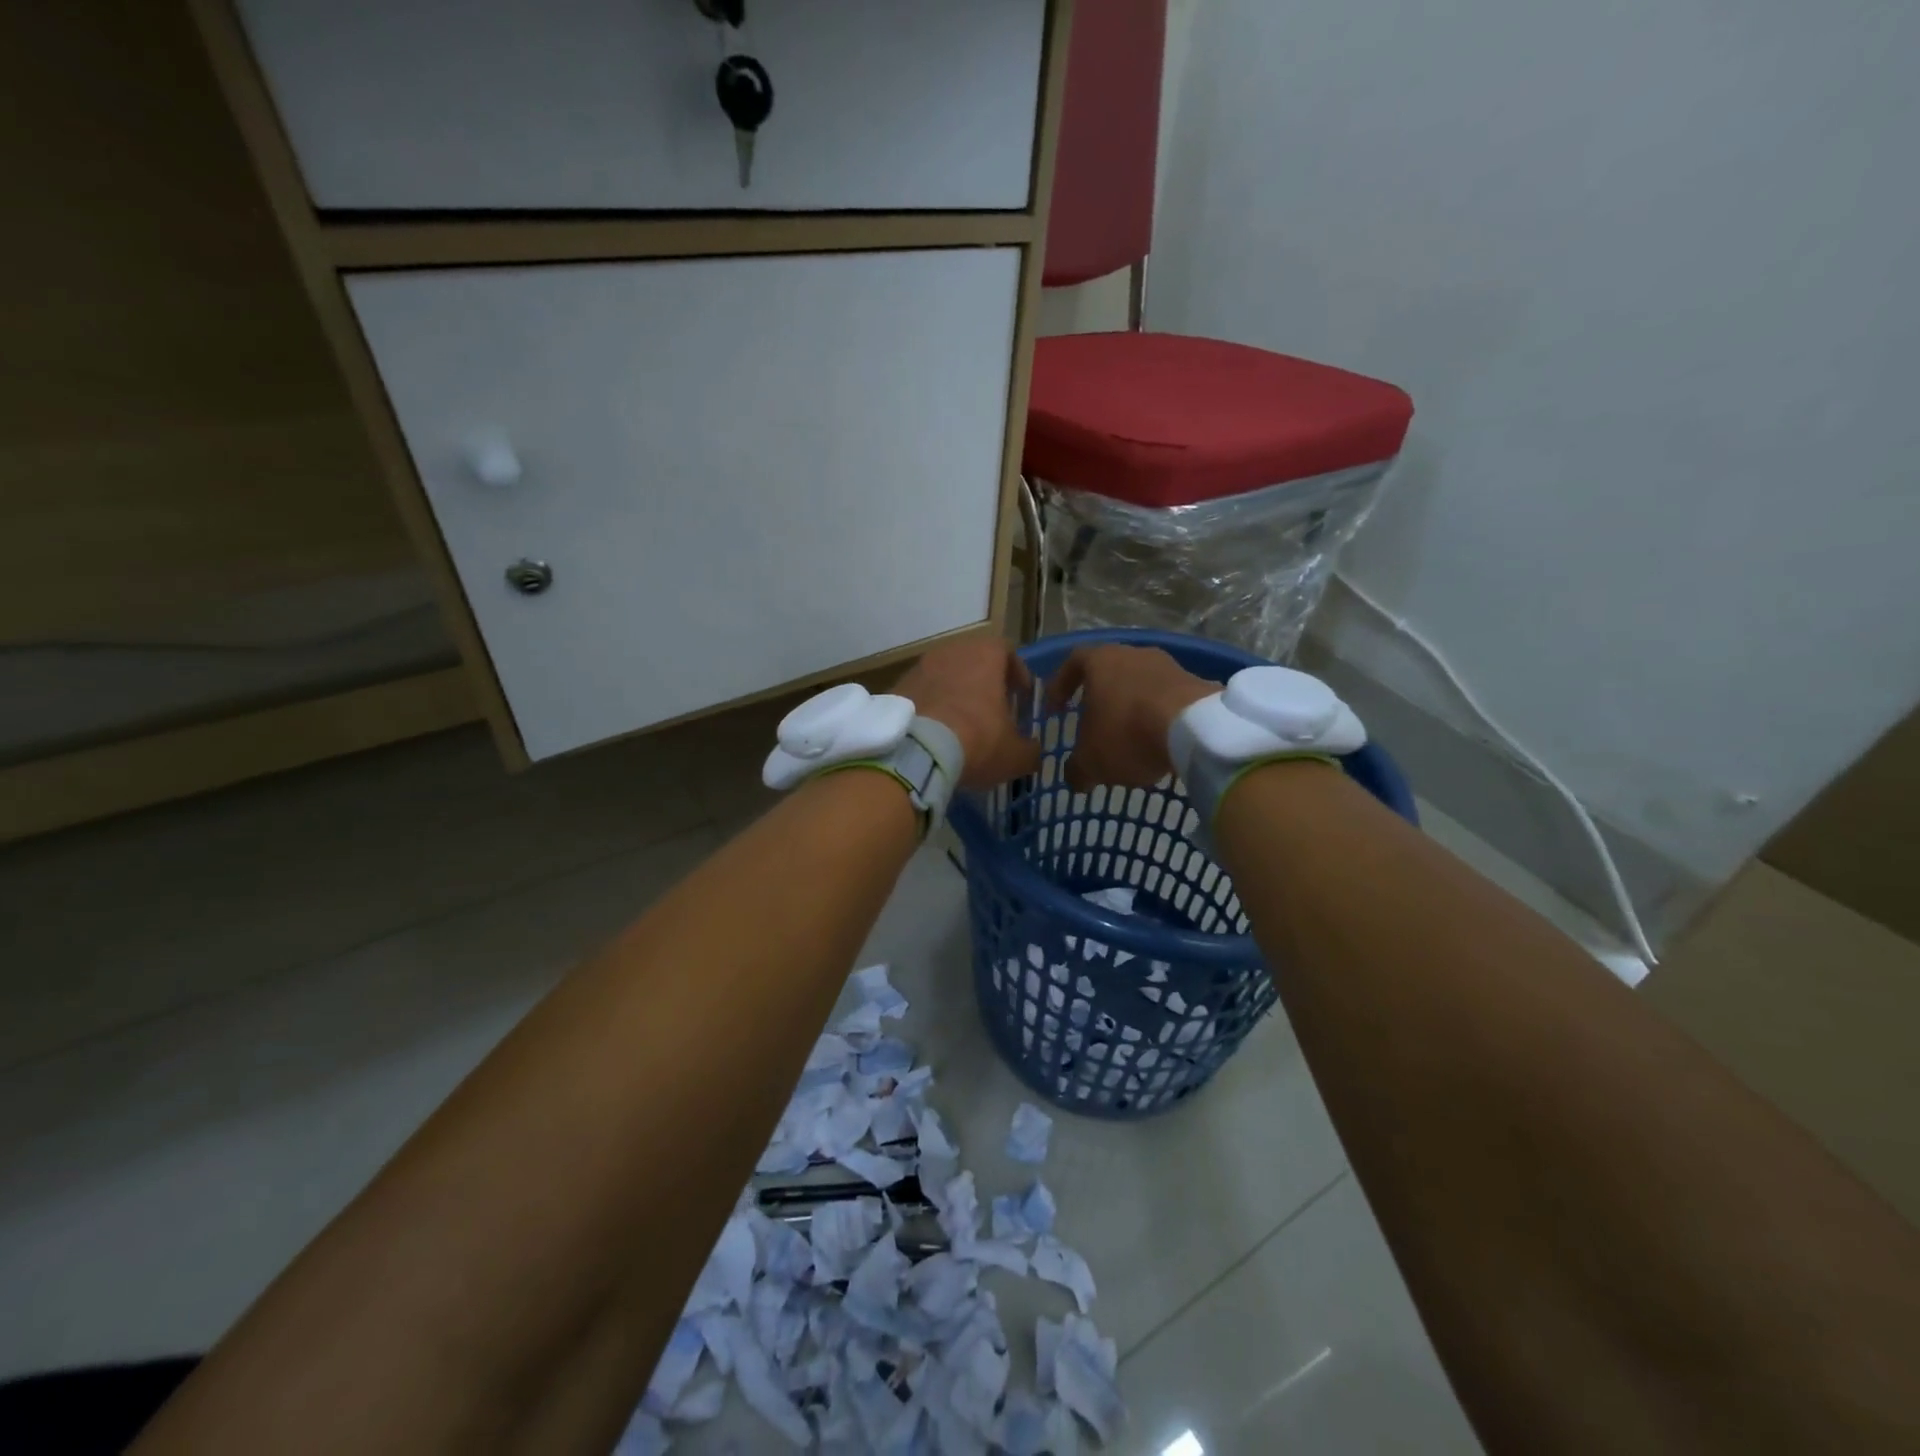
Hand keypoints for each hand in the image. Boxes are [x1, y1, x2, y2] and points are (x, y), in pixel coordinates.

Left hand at [894, 636, 1041, 788]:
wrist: (915, 752)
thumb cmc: (976, 741)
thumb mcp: (1015, 754)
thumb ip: (1029, 749)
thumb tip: (1031, 751)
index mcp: (985, 655)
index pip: (1007, 652)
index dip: (1017, 674)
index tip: (1021, 697)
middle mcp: (951, 651)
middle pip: (974, 661)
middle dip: (985, 684)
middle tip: (993, 710)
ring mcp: (919, 667)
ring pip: (945, 675)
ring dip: (956, 694)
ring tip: (962, 724)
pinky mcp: (897, 687)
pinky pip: (922, 693)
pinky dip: (932, 706)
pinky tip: (935, 733)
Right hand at [1044, 644, 1215, 790]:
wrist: (1196, 729)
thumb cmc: (1128, 734)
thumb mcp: (1091, 762)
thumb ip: (1077, 769)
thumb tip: (1075, 778)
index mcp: (1101, 661)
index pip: (1072, 663)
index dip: (1061, 685)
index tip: (1056, 709)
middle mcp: (1135, 654)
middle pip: (1111, 671)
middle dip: (1101, 698)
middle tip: (1094, 724)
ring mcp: (1170, 666)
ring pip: (1142, 684)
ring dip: (1133, 707)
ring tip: (1130, 738)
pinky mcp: (1198, 683)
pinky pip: (1170, 699)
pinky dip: (1160, 717)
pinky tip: (1160, 742)